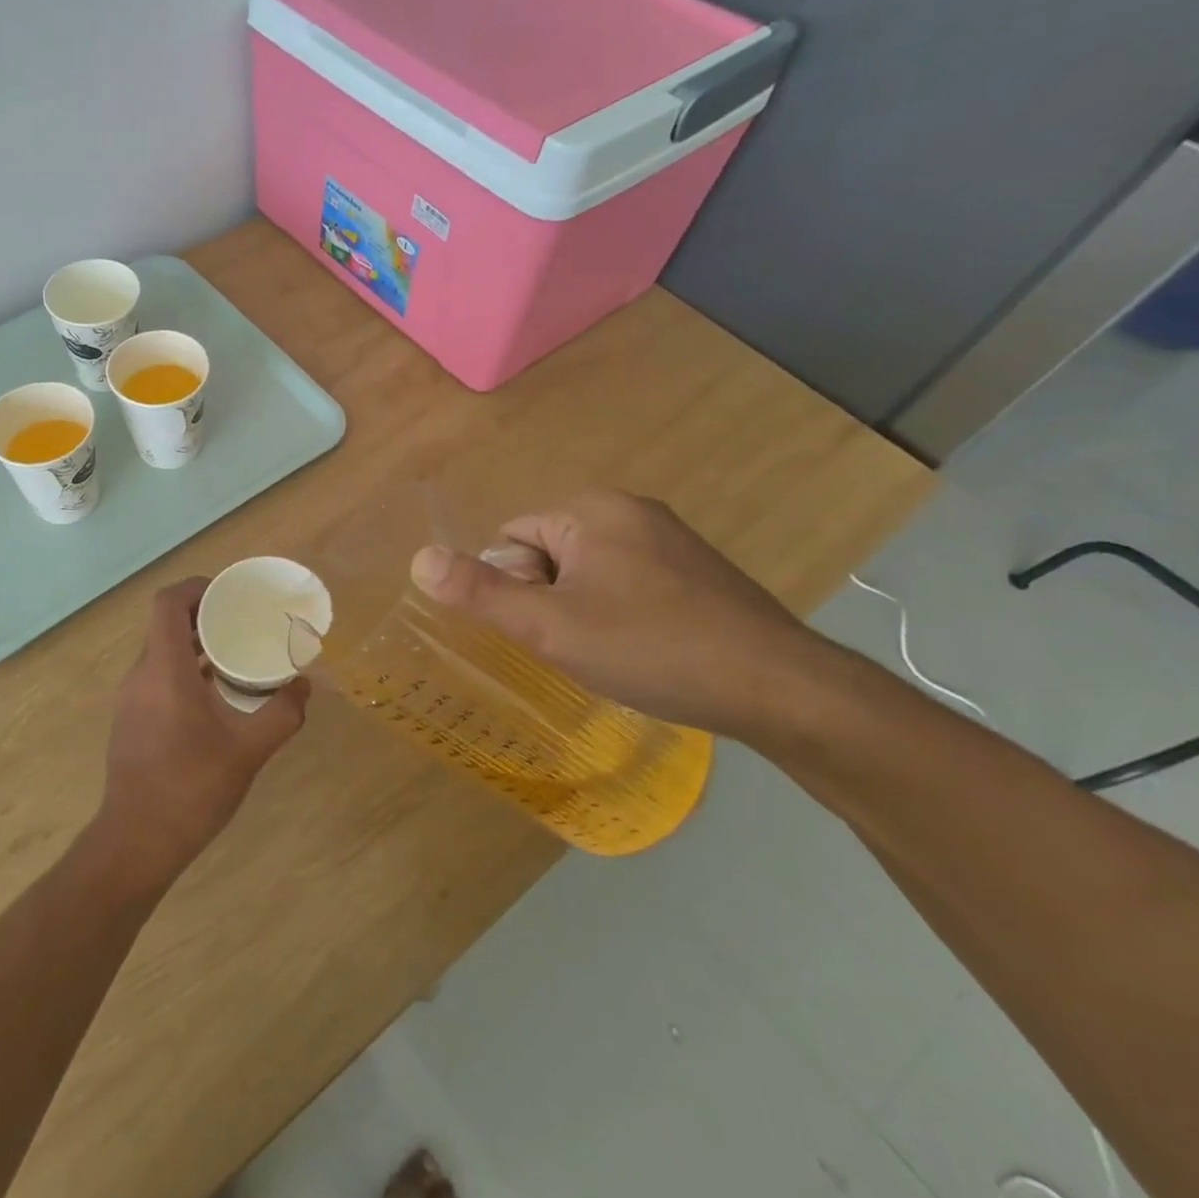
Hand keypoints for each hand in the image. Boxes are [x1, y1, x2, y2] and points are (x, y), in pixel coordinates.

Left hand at [94, 578, 311, 886]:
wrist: (136, 842)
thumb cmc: (191, 788)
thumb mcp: (248, 751)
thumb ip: (282, 715)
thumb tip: (304, 686)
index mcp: (165, 670)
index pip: (168, 602)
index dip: (197, 587)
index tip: (229, 595)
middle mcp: (141, 675)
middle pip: (165, 623)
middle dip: (202, 614)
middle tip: (242, 622)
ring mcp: (131, 699)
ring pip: (160, 651)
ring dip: (193, 643)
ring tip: (234, 654)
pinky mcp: (131, 719)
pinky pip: (156, 676)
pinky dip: (183, 669)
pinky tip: (214, 694)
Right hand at [409, 489, 839, 740]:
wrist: (779, 688)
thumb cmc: (652, 648)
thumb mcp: (551, 627)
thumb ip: (481, 593)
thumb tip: (419, 559)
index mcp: (593, 509)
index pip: (514, 537)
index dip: (514, 588)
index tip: (545, 630)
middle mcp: (631, 510)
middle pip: (549, 552)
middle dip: (548, 599)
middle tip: (575, 646)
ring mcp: (670, 540)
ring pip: (588, 572)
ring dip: (580, 610)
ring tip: (608, 654)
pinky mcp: (696, 571)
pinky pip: (627, 583)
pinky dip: (618, 614)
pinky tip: (641, 651)